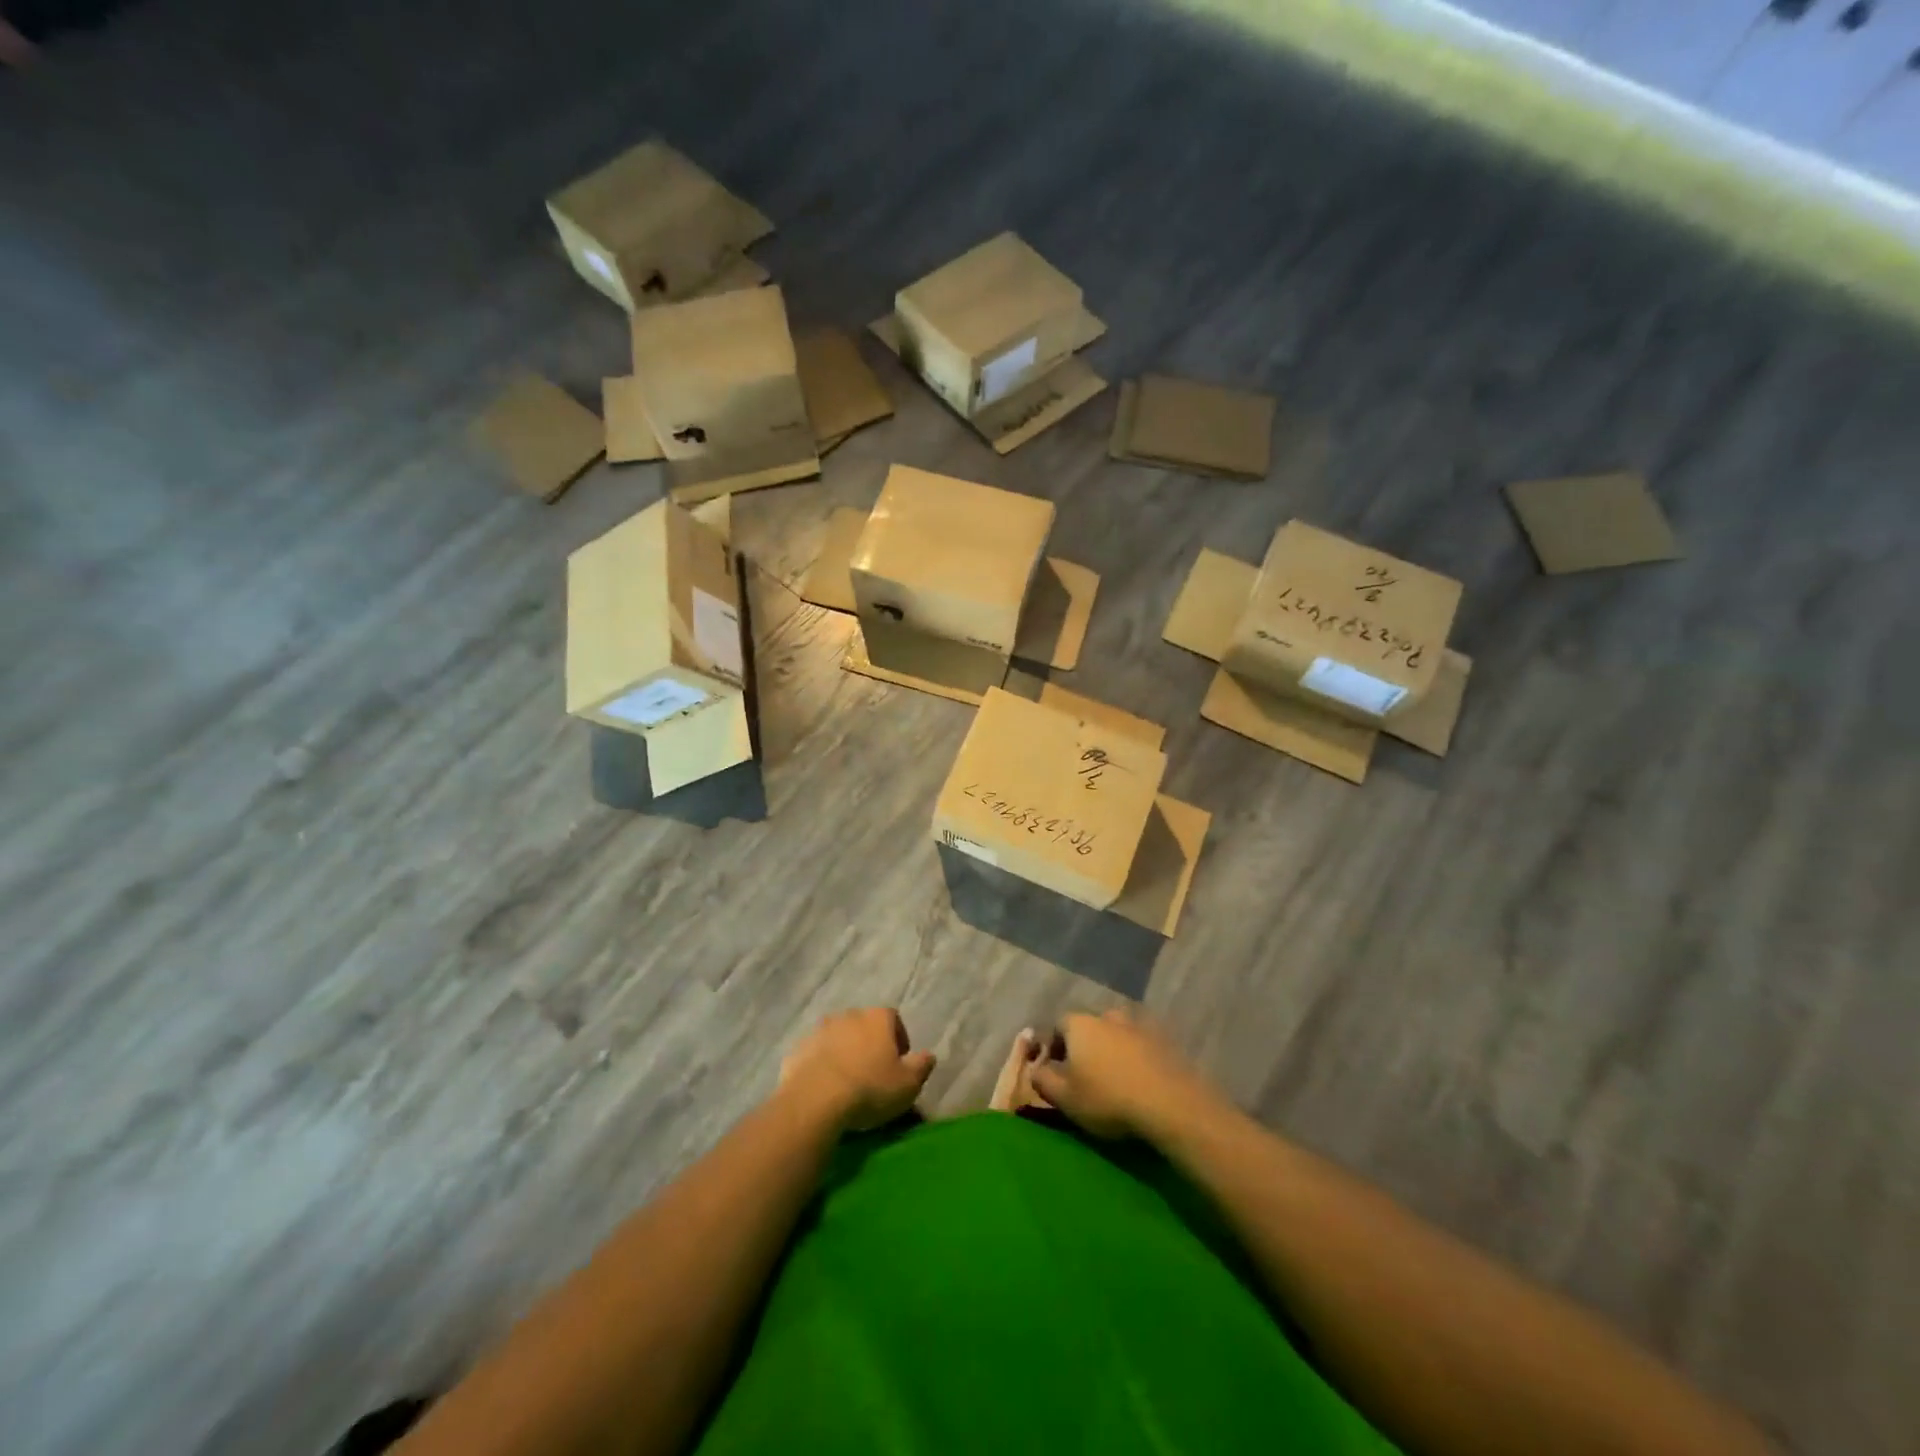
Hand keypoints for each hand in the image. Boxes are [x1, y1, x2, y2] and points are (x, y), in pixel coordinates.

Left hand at [779, 1008, 935, 1131]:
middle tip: (873, 1072)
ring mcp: (820, 1030)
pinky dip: (821, 1065)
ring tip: (847, 1081)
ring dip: (844, 1052)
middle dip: (869, 1043)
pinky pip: (815, 1054)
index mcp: (877, 1018)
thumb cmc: (869, 1088)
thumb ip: (921, 1066)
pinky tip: (824, 1088)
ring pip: (838, 1038)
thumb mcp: (907, 1084)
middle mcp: (848, 1015)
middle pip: (864, 1026)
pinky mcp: (798, 1049)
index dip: (898, 1038)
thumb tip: (929, 1055)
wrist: (815, 1100)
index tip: (899, 1061)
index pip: (893, 1019)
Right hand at [1029, 1009, 1227, 1142]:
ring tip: (1114, 1079)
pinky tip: (1139, 1081)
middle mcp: (1107, 1015)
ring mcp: (1139, 1025)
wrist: (1170, 1104)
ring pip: (1117, 1034)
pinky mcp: (1164, 1040)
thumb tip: (1035, 1069)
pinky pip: (1141, 1046)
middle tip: (1085, 1075)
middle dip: (1084, 1047)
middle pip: (1089, 1027)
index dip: (1054, 1047)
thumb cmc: (1108, 1098)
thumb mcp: (1064, 1097)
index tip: (1055, 1070)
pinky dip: (1136, 1058)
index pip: (1057, 1026)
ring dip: (1112, 1051)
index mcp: (1079, 1023)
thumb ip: (1042, 1079)